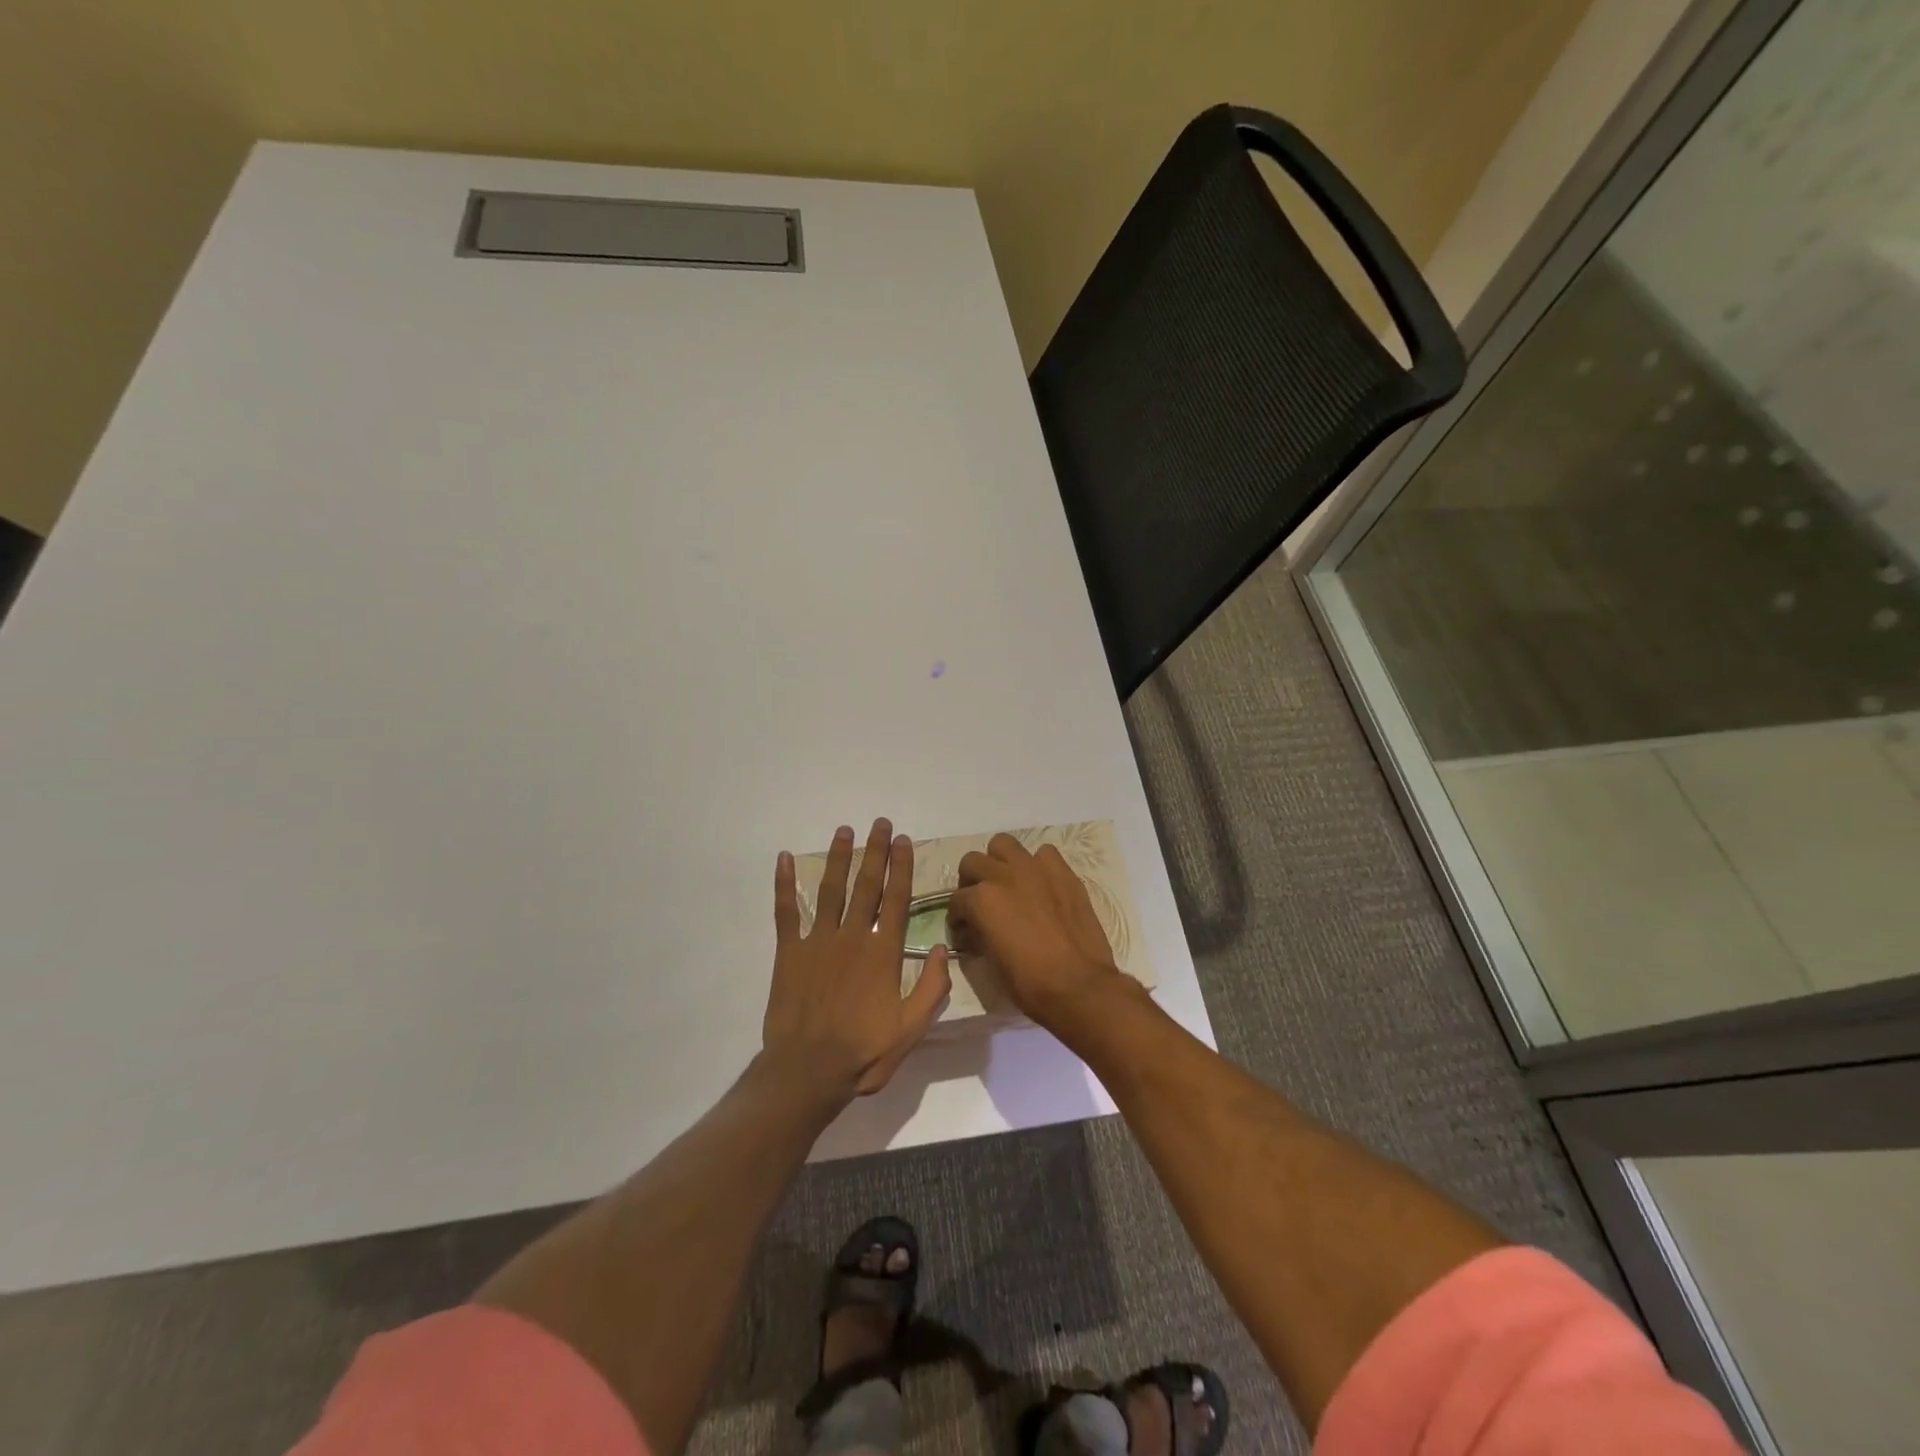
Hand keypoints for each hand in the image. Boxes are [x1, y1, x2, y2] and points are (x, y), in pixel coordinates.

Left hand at [763, 818, 951, 1101]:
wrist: (807, 1071)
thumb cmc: (863, 1052)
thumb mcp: (911, 1029)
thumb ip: (931, 988)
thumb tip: (943, 949)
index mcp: (882, 953)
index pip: (896, 899)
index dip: (901, 867)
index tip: (904, 841)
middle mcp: (852, 937)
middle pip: (866, 885)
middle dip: (875, 851)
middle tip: (880, 823)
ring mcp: (817, 941)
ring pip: (830, 890)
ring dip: (838, 858)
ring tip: (844, 831)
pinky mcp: (789, 952)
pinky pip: (785, 911)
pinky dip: (784, 884)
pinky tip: (784, 859)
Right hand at [948, 834, 1124, 1029]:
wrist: (1079, 985)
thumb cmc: (1029, 983)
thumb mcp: (990, 961)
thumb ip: (979, 933)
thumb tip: (976, 928)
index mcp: (981, 900)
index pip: (957, 900)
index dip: (958, 917)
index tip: (964, 930)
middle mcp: (1003, 876)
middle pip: (973, 862)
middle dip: (971, 881)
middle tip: (980, 902)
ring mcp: (1034, 869)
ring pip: (1004, 844)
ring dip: (999, 862)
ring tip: (1007, 883)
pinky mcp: (1062, 872)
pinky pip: (1043, 854)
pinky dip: (1037, 865)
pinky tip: (1040, 885)